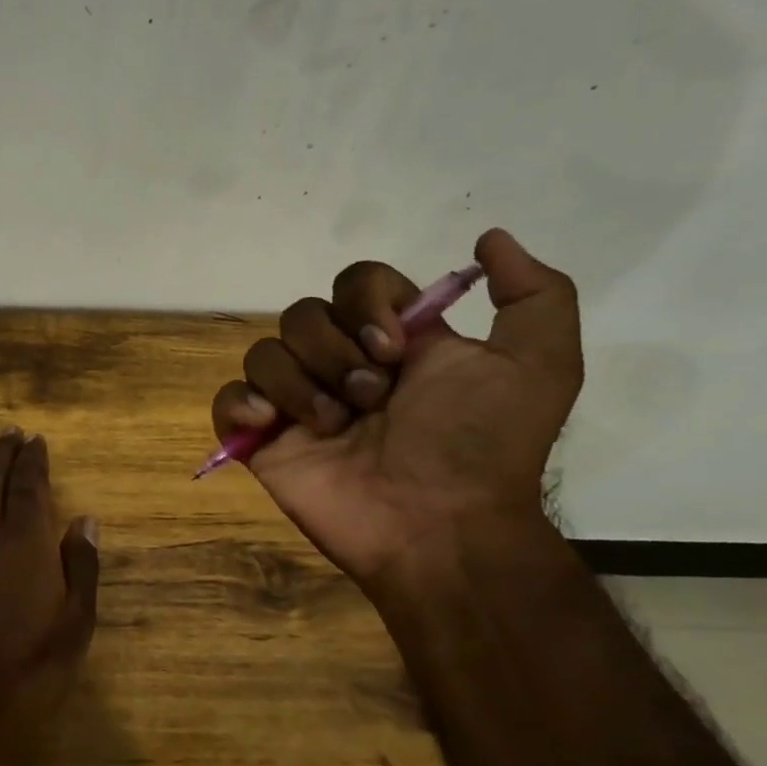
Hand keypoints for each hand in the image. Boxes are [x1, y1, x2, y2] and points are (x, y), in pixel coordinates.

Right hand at [211, 229, 581, 587]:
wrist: (439, 527)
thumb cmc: (481, 446)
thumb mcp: (539, 365)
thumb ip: (533, 294)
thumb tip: (488, 238)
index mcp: (392, 341)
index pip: (355, 282)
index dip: (366, 303)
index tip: (394, 349)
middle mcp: (339, 364)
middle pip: (301, 313)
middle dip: (333, 353)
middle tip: (371, 399)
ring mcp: (297, 403)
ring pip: (263, 352)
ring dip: (299, 386)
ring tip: (334, 428)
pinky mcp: (263, 440)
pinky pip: (227, 399)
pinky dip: (241, 405)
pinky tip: (270, 424)